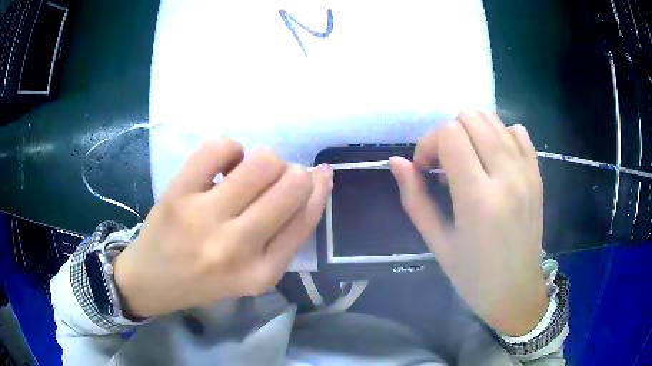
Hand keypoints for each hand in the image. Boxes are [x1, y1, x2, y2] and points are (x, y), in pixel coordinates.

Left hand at [114, 139, 332, 317]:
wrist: (151, 281)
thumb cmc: (205, 280)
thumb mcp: (253, 275)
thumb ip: (284, 236)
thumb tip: (311, 182)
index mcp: (262, 272)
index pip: (307, 217)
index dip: (319, 189)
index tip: (321, 174)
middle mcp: (237, 247)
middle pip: (291, 185)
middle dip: (295, 173)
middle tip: (277, 179)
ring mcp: (204, 218)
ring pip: (262, 163)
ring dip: (265, 161)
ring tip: (248, 173)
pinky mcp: (178, 194)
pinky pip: (220, 148)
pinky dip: (230, 149)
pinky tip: (223, 165)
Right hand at [389, 111, 546, 335]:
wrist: (517, 291)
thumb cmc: (473, 276)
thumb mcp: (437, 243)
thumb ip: (415, 198)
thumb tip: (396, 161)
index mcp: (478, 199)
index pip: (449, 134)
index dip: (429, 144)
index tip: (427, 169)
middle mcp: (507, 177)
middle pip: (471, 117)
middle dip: (449, 133)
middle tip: (445, 165)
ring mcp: (527, 173)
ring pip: (493, 119)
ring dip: (472, 133)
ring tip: (468, 163)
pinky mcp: (537, 174)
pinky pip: (517, 132)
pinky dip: (499, 136)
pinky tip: (493, 161)